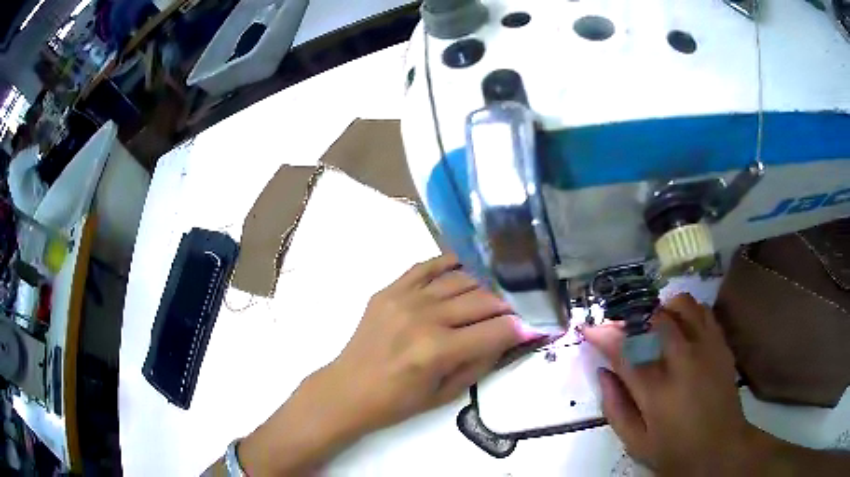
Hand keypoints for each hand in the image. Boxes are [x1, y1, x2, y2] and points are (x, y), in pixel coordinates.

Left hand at [238, 254, 528, 474]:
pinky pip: (427, 266)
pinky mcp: (390, 289)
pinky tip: (468, 266)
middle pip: (483, 298)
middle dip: (511, 302)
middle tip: (524, 305)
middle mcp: (424, 317)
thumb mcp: (446, 394)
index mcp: (438, 350)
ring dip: (486, 283)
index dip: (524, 326)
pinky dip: (451, 263)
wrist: (348, 389)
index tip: (539, 324)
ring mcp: (405, 298)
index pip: (497, 329)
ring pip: (460, 278)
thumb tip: (511, 336)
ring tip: (501, 287)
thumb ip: (481, 361)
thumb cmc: (397, 402)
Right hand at [581, 293, 754, 474]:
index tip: (590, 329)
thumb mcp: (635, 442)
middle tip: (623, 330)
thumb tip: (603, 372)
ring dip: (661, 310)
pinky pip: (702, 311)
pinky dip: (686, 312)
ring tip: (654, 327)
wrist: (720, 449)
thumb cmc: (673, 451)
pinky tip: (681, 329)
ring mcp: (706, 348)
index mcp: (655, 390)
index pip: (623, 349)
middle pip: (652, 319)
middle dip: (631, 318)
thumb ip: (614, 407)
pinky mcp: (721, 344)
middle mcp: (682, 360)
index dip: (602, 334)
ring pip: (681, 305)